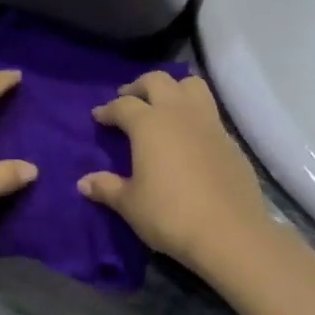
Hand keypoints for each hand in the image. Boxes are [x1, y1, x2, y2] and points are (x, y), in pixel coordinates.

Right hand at [80, 71, 268, 270]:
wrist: (229, 233)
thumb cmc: (169, 214)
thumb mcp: (130, 204)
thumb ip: (107, 188)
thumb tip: (84, 182)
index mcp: (150, 124)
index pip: (123, 105)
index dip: (108, 109)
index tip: (98, 117)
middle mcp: (180, 114)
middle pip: (158, 81)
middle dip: (139, 87)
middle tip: (128, 101)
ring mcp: (210, 124)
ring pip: (192, 86)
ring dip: (173, 89)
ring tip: (163, 106)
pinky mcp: (231, 142)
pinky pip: (210, 113)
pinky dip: (194, 115)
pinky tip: (188, 138)